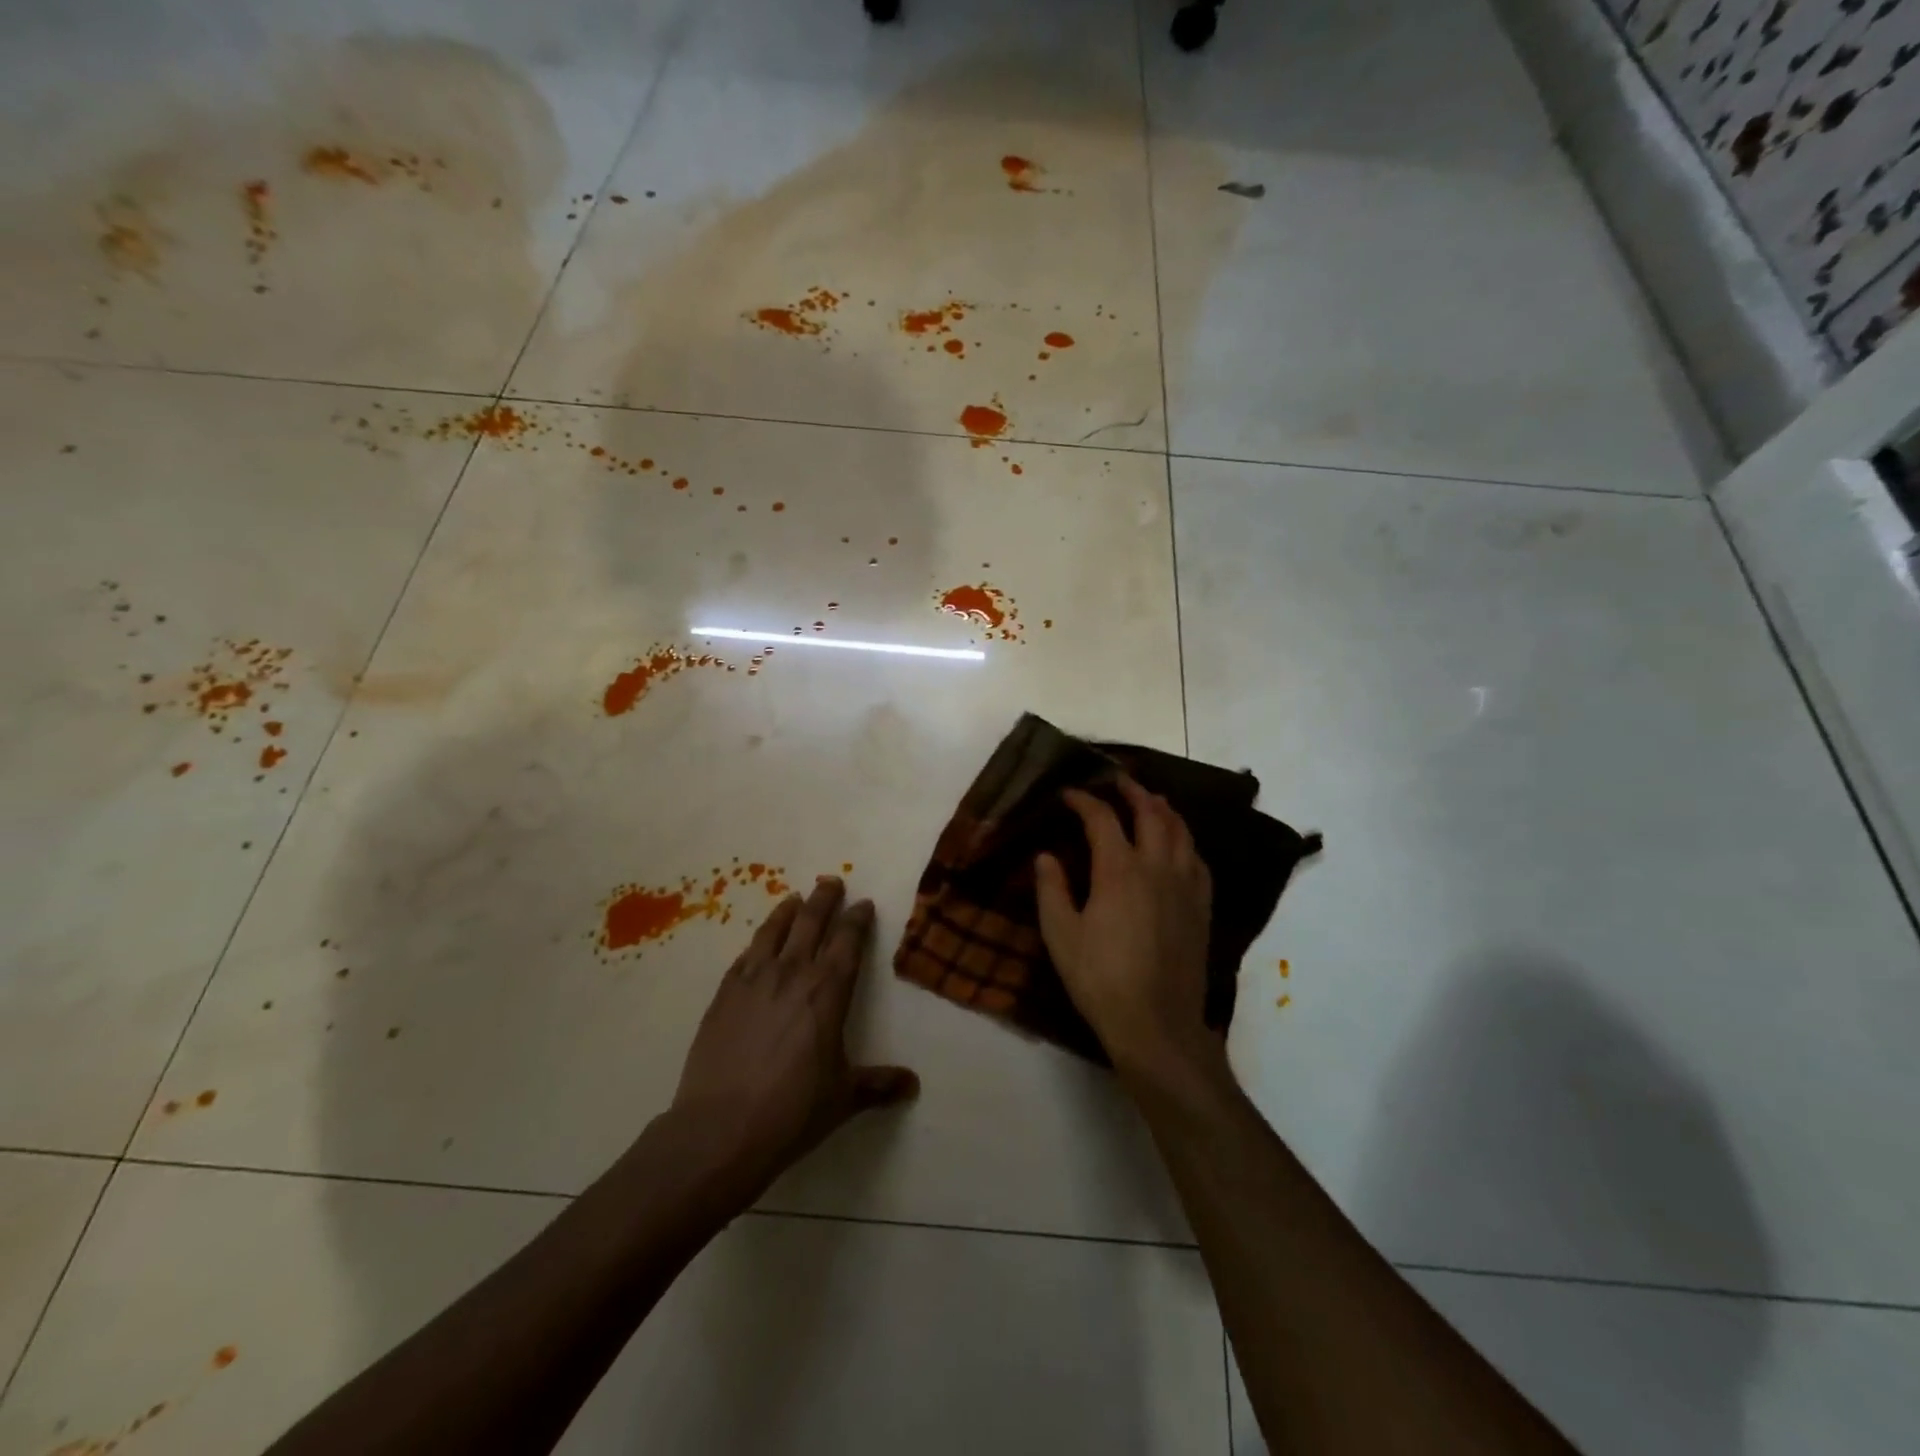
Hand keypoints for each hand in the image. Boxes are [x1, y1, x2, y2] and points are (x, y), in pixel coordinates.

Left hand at [671, 876, 917, 1195]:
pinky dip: (757, 942)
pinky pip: (744, 956)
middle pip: (811, 923)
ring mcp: (753, 980)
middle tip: (832, 881)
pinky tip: (758, 943)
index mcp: (828, 991)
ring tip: (795, 898)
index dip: (857, 919)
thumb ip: (878, 1085)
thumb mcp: (843, 1098)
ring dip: (788, 911)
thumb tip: (912, 1085)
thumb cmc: (792, 1112)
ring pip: (773, 931)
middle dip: (825, 899)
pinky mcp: (723, 995)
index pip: (848, 942)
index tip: (863, 904)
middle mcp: (792, 973)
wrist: (719, 1130)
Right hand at [1035, 778, 1222, 1082]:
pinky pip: (1198, 860)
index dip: (1084, 800)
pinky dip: (1185, 842)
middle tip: (1117, 780)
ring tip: (1152, 801)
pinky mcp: (1202, 907)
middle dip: (1133, 791)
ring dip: (1164, 809)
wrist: (1157, 1024)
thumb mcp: (1061, 936)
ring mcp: (1186, 886)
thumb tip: (1045, 856)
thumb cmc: (1100, 979)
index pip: (1102, 819)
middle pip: (1151, 813)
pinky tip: (1179, 846)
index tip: (1068, 794)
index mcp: (1119, 870)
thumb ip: (1051, 890)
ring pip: (1181, 832)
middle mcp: (1158, 867)